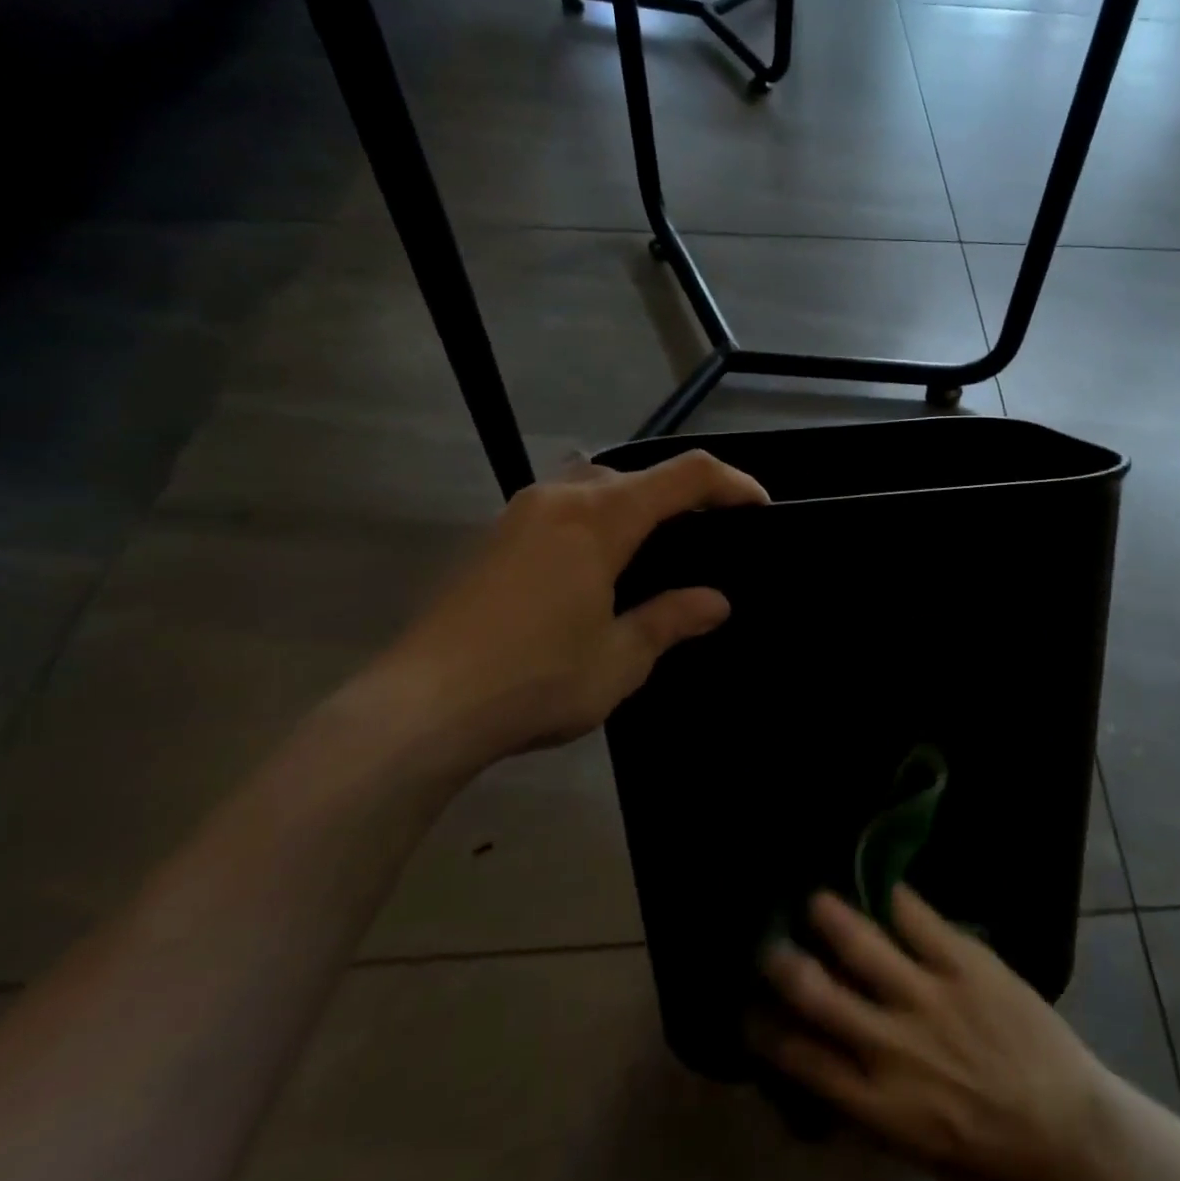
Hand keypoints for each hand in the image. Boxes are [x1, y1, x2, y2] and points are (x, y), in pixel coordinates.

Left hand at [341, 451, 767, 777]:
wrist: (419, 707)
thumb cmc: (535, 679)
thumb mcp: (620, 658)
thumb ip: (671, 619)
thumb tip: (715, 602)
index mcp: (601, 517)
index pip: (685, 475)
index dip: (732, 483)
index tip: (761, 507)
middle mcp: (561, 497)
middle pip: (638, 473)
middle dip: (684, 495)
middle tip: (710, 537)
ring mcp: (519, 513)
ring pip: (594, 484)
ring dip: (635, 504)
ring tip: (655, 551)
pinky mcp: (493, 537)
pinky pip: (562, 506)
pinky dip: (596, 520)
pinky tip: (596, 568)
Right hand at [754, 888, 1115, 1180]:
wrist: (1068, 1134)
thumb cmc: (991, 1151)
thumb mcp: (915, 1143)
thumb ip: (869, 1100)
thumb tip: (829, 1061)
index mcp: (877, 1104)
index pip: (803, 1061)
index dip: (767, 1032)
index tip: (748, 1009)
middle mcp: (891, 1047)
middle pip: (820, 995)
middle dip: (785, 965)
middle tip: (768, 942)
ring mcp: (929, 997)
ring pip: (862, 945)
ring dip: (830, 918)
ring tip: (814, 897)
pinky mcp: (965, 963)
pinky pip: (919, 919)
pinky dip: (894, 897)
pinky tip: (878, 880)